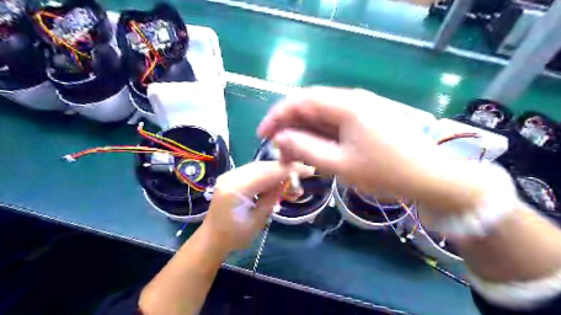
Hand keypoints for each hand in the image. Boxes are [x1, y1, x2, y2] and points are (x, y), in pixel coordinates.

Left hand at [201, 161, 314, 253]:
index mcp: (236, 188)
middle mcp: (231, 176)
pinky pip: (254, 171)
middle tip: (303, 174)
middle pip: (264, 166)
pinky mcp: (232, 177)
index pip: (268, 173)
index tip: (308, 170)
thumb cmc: (235, 237)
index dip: (289, 170)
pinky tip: (277, 182)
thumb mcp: (257, 220)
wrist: (212, 239)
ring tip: (292, 182)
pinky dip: (268, 175)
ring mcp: (230, 175)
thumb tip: (286, 181)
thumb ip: (271, 197)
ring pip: (260, 167)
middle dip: (285, 169)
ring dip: (277, 172)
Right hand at [258, 88, 494, 215]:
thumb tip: (280, 138)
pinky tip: (314, 149)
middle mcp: (353, 99)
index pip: (301, 100)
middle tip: (276, 147)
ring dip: (304, 132)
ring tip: (292, 152)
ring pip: (323, 115)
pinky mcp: (368, 120)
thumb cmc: (385, 172)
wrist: (432, 179)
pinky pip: (336, 123)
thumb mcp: (340, 164)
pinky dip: (320, 135)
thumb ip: (305, 148)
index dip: (277, 116)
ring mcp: (362, 109)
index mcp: (346, 104)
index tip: (262, 134)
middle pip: (311, 106)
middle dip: (289, 125)